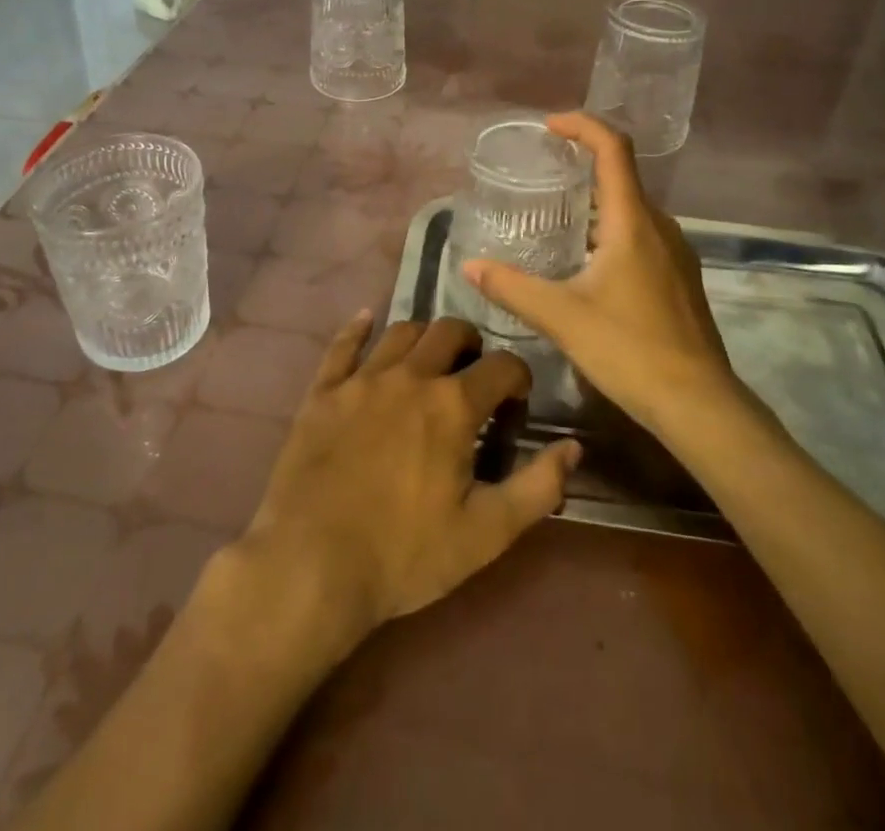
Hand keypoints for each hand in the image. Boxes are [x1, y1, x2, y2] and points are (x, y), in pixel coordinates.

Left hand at [235, 312, 580, 655]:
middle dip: (471, 344)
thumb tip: (574, 447)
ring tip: (430, 357)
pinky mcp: (322, 392)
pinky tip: (365, 320)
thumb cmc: (404, 555)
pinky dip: (357, 329)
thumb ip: (537, 488)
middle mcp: (410, 376)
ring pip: (401, 332)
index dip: (518, 377)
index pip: (501, 366)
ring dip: (423, 336)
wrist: (310, 565)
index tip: (517, 400)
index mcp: (452, 406)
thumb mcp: (485, 534)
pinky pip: (342, 345)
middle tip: (473, 371)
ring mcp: (361, 379)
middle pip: (449, 331)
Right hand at [463, 113, 775, 442]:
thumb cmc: (630, 350)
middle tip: (543, 172)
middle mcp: (659, 227)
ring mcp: (675, 253)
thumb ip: (512, 288)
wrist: (699, 404)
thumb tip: (470, 267)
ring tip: (557, 215)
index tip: (549, 126)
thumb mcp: (562, 317)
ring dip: (596, 200)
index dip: (582, 126)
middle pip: (622, 175)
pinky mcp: (679, 278)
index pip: (613, 149)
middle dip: (583, 163)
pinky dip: (611, 229)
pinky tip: (586, 261)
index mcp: (633, 222)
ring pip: (632, 209)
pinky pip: (641, 234)